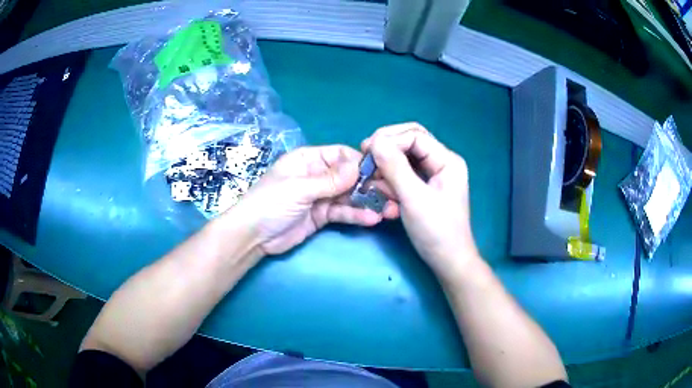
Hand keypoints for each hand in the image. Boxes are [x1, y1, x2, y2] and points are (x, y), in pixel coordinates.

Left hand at [230, 145, 397, 254]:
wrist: (252, 236)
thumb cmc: (270, 203)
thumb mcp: (298, 188)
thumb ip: (330, 179)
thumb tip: (359, 167)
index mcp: (308, 160)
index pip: (341, 155)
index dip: (360, 163)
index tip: (380, 174)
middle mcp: (317, 175)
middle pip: (349, 176)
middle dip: (370, 185)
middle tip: (393, 194)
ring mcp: (320, 196)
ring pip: (349, 196)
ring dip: (368, 202)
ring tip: (390, 210)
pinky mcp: (322, 215)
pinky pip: (343, 212)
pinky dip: (357, 215)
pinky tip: (372, 219)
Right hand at [362, 123, 477, 274]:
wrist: (448, 261)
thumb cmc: (436, 231)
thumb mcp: (414, 198)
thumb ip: (395, 167)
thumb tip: (375, 141)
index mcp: (447, 160)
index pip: (415, 136)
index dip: (390, 139)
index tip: (365, 150)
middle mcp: (441, 162)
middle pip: (410, 143)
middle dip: (387, 148)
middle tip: (365, 156)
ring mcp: (434, 175)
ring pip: (405, 158)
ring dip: (386, 165)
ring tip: (370, 177)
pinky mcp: (425, 188)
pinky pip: (404, 174)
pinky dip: (390, 179)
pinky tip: (379, 188)